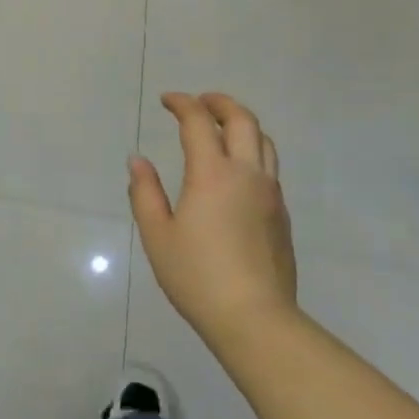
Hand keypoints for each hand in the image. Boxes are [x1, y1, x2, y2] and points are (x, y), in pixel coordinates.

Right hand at [129, 92, 299, 347]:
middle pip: (243, 120)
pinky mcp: (281, 214)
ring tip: (222, 127)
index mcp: (212, 174)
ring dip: (242, 124)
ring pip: (264, 141)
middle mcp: (246, 174)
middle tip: (199, 102)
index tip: (167, 100)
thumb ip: (145, 192)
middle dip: (220, 102)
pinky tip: (235, 170)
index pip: (199, 122)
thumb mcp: (158, 235)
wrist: (255, 318)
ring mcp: (270, 193)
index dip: (182, 103)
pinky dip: (252, 151)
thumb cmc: (197, 277)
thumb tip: (137, 160)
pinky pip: (269, 167)